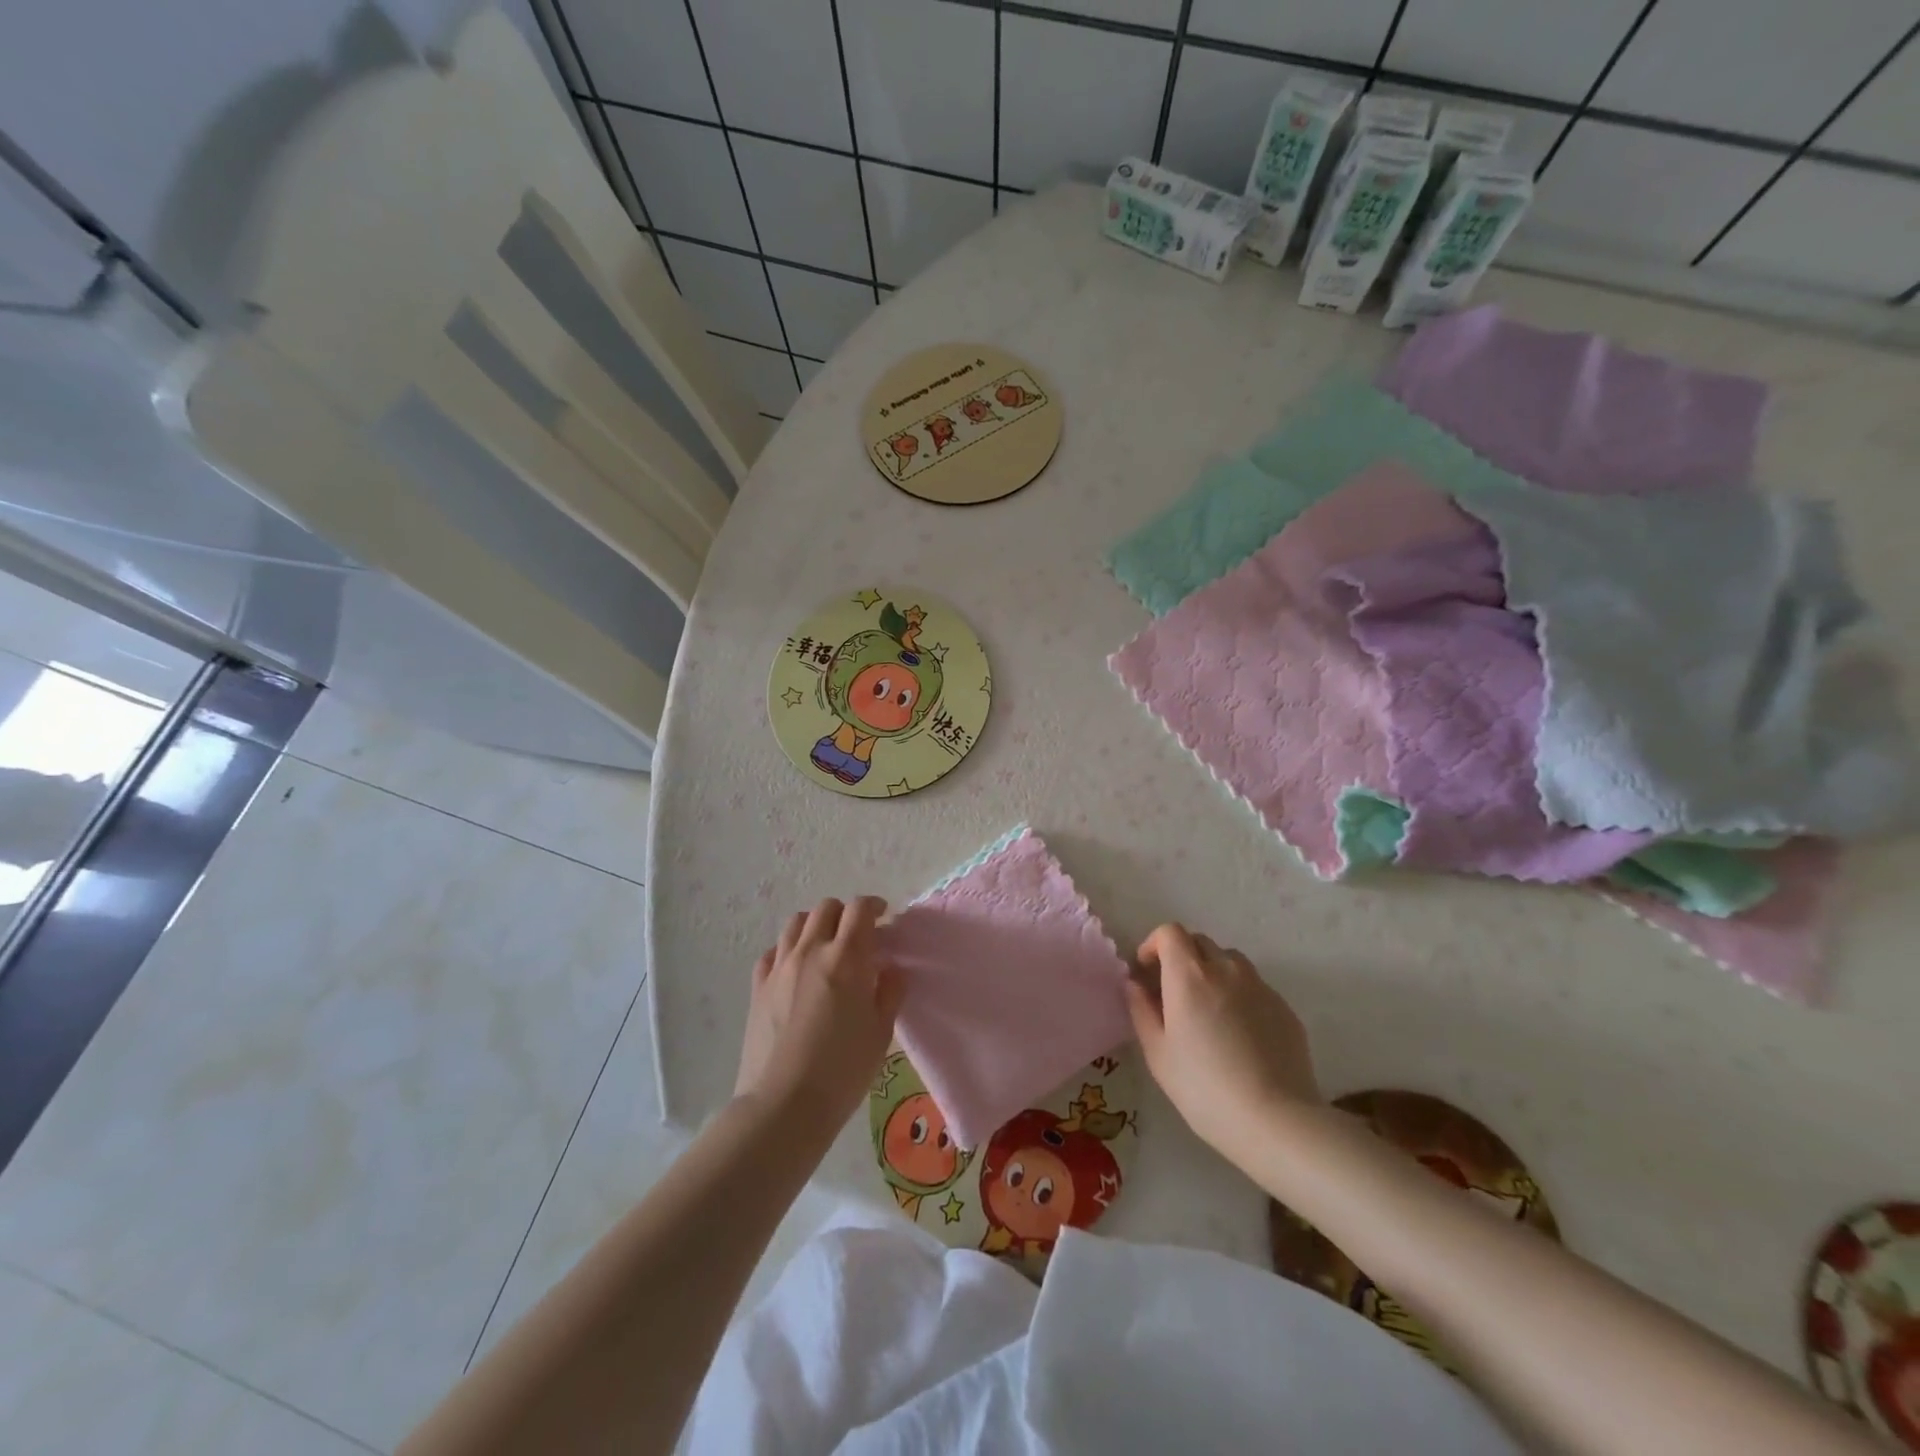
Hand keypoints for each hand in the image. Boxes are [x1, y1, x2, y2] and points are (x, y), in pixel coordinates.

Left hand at [734, 897, 902, 1138]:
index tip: (883, 916)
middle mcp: (810, 951)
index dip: (873, 906)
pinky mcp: (757, 986)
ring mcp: (779, 967)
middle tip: (857, 935)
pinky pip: (773, 951)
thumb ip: (889, 992)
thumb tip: (891, 969)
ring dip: (815, 925)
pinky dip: (788, 949)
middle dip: (845, 913)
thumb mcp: (880, 1032)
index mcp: (846, 958)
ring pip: (796, 923)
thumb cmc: (842, 1071)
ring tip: (825, 946)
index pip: (859, 909)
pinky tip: (796, 969)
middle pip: (826, 908)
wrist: (783, 1105)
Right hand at [1127, 924, 1322, 1161]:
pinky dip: (1239, 995)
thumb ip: (1142, 1010)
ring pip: (1230, 961)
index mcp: (1189, 975)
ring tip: (1209, 1010)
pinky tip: (1239, 1034)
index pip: (1170, 932)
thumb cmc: (1204, 1088)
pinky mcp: (1284, 1007)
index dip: (1155, 944)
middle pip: (1200, 942)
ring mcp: (1259, 986)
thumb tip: (1135, 984)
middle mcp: (1226, 969)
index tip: (1148, 971)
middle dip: (1182, 957)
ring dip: (1213, 972)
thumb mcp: (1158, 1054)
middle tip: (1174, 992)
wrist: (1276, 1120)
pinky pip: (1254, 987)